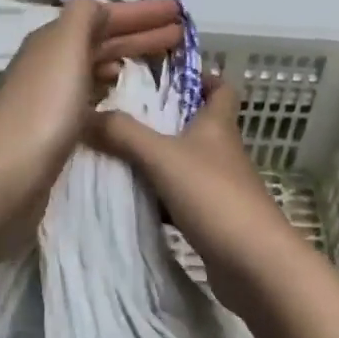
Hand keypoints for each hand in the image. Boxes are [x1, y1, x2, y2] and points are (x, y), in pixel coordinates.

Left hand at [0, 0, 182, 213]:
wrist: (6, 175)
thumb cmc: (44, 106)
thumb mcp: (65, 47)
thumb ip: (84, 18)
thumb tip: (98, 8)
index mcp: (54, 40)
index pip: (103, 16)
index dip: (140, 12)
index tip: (178, 12)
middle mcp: (51, 63)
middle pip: (102, 40)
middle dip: (141, 34)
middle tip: (181, 34)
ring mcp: (52, 96)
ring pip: (97, 67)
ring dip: (127, 58)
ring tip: (162, 61)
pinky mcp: (56, 129)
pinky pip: (93, 96)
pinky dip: (113, 88)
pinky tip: (127, 97)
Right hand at [90, 76, 301, 314]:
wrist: (254, 264)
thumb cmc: (213, 195)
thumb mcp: (162, 157)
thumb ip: (123, 133)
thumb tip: (85, 113)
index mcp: (217, 125)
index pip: (220, 87)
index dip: (200, 76)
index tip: (167, 74)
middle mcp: (222, 150)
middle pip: (197, 124)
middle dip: (165, 118)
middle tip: (123, 113)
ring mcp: (220, 186)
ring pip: (186, 162)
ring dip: (159, 158)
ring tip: (117, 154)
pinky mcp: (214, 218)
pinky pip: (182, 197)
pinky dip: (160, 196)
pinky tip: (133, 199)